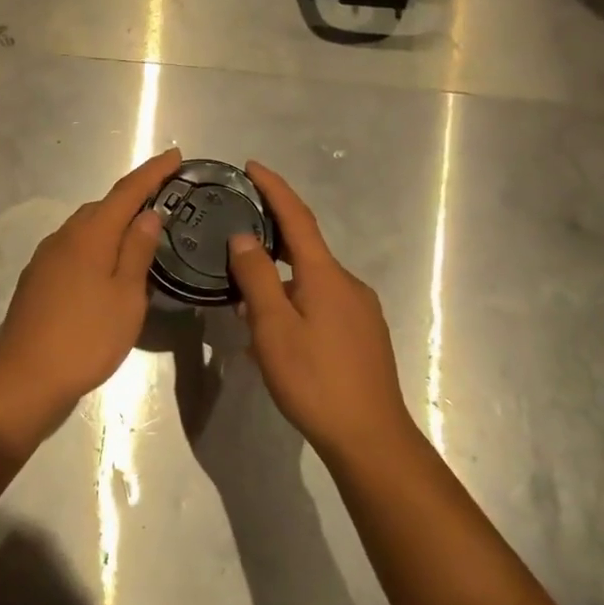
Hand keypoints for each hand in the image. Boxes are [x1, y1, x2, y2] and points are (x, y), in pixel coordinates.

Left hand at [0, 149, 180, 421]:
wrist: (25, 376)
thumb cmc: (87, 337)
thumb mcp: (126, 297)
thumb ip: (137, 251)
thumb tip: (148, 214)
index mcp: (89, 234)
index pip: (126, 191)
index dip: (152, 172)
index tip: (175, 155)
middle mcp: (63, 237)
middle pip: (102, 207)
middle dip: (132, 198)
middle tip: (163, 200)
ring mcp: (45, 257)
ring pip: (85, 228)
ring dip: (112, 223)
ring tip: (140, 234)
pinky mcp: (37, 279)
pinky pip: (73, 249)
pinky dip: (95, 246)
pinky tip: (106, 267)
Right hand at [226, 161, 413, 458]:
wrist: (370, 437)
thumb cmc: (315, 379)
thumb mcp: (273, 327)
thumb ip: (257, 277)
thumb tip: (244, 237)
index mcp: (325, 275)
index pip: (298, 217)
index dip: (275, 189)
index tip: (252, 167)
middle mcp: (347, 284)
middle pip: (304, 249)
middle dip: (269, 241)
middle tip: (233, 241)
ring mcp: (359, 310)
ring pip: (309, 282)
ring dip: (277, 283)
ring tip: (244, 303)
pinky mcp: (362, 334)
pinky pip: (320, 304)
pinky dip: (292, 305)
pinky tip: (273, 334)